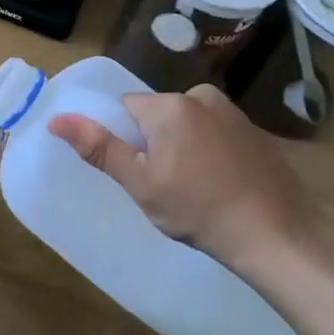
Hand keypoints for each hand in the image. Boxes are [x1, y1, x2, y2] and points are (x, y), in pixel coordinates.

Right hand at [50, 85, 317, 275]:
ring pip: (189, 124)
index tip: (142, 172)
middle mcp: (202, 96)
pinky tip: (223, 185)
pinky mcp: (258, 132)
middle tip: (168, 185)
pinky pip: (218, 133)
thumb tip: (56, 119)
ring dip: (185, 147)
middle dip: (156, 143)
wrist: (277, 238)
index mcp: (170, 105)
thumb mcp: (140, 184)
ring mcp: (235, 113)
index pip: (127, 109)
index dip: (127, 141)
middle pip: (158, 115)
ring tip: (198, 189)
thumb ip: (99, 147)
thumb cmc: (199, 211)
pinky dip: (213, 152)